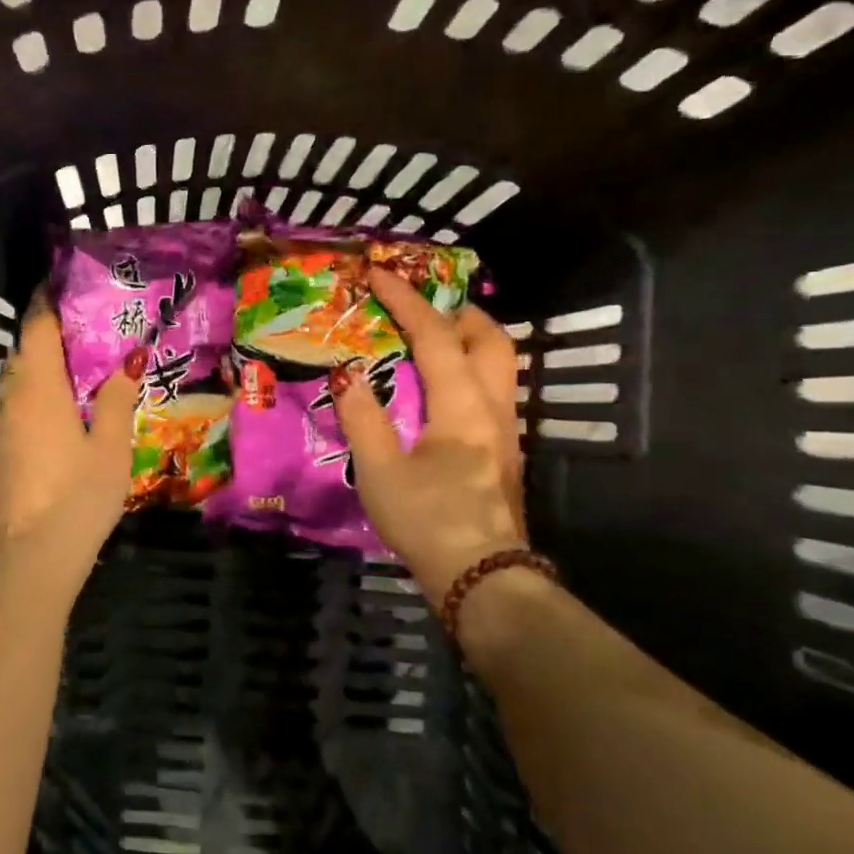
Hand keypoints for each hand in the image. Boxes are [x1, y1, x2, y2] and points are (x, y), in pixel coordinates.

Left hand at [0, 291, 143, 551]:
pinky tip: (63, 402)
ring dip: (43, 361)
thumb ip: (116, 399)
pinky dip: (37, 389)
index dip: (48, 301)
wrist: (31, 554)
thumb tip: (127, 362)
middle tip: (88, 322)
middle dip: (50, 330)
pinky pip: (17, 401)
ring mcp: (1, 423)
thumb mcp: (110, 446)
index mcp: (39, 387)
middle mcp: (12, 396)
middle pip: (25, 348)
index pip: (37, 327)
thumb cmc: (78, 495)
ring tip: (80, 359)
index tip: (66, 283)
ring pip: (18, 376)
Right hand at [330, 267, 526, 604]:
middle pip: (491, 340)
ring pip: (498, 365)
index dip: (406, 300)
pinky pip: (490, 389)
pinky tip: (437, 386)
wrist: (483, 579)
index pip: (436, 336)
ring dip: (466, 339)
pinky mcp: (502, 452)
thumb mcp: (379, 470)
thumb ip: (363, 417)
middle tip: (418, 304)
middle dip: (457, 311)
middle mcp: (494, 408)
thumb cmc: (429, 520)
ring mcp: (505, 431)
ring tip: (427, 338)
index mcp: (463, 405)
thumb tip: (347, 374)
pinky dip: (466, 368)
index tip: (378, 273)